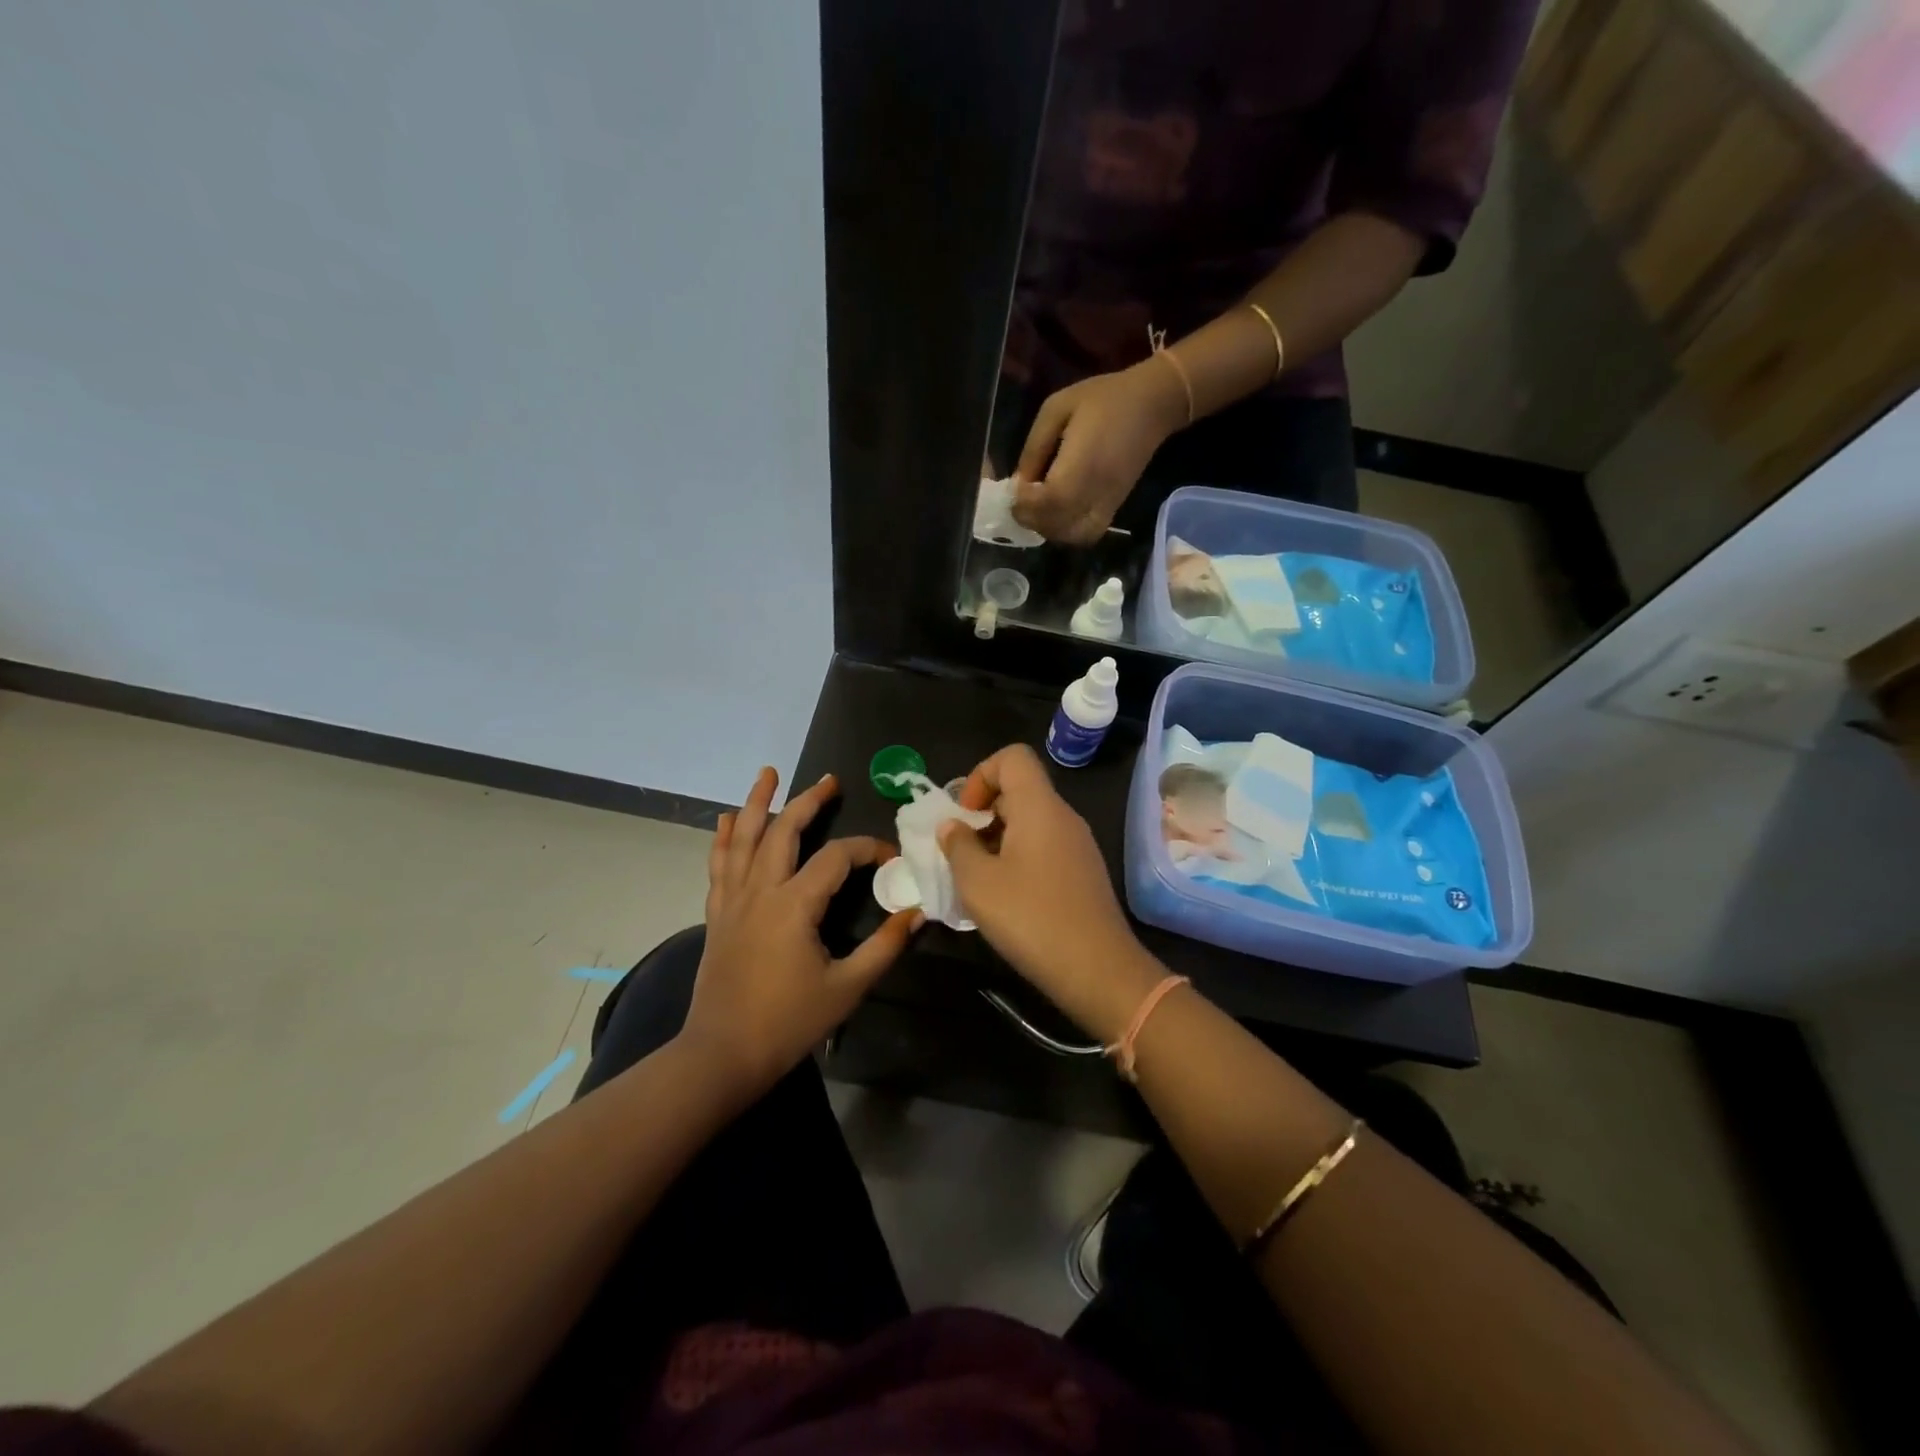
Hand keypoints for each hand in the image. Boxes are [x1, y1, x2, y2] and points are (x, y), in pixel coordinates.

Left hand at [679, 767, 921, 1096]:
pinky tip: (727, 820)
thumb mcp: (847, 987)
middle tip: (829, 781)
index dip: (866, 849)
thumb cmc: (788, 1023)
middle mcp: (761, 891)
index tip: (888, 857)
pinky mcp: (718, 914)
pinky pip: (719, 865)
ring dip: (756, 803)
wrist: (722, 1054)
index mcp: (794, 905)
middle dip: (809, 802)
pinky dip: (724, 838)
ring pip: (744, 839)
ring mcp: (733, 900)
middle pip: (784, 831)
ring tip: (767, 774)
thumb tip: (917, 914)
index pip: (836, 858)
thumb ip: (885, 947)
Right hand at [938, 745, 1160, 1041]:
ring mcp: (1078, 844)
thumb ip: (958, 846)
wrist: (1098, 970)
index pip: (1012, 757)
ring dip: (998, 839)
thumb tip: (953, 826)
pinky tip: (1006, 897)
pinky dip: (1019, 858)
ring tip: (978, 878)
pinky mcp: (1084, 872)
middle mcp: (1063, 816)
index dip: (981, 775)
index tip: (965, 815)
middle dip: (983, 812)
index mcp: (1040, 806)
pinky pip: (1045, 847)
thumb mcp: (978, 883)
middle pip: (1020, 789)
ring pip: (1031, 821)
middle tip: (961, 851)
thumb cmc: (1031, 918)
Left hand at [1011, 360, 1188, 543]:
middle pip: (1057, 524)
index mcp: (1081, 463)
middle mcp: (1095, 490)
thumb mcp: (1057, 408)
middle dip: (1030, 517)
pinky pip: (1088, 534)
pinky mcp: (1114, 507)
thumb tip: (1018, 482)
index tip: (1013, 489)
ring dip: (1048, 528)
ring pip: (1071, 536)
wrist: (1153, 404)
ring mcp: (1108, 503)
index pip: (1049, 501)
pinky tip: (1057, 514)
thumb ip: (1034, 447)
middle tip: (1020, 499)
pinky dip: (1068, 533)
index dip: (1025, 501)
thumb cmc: (1103, 398)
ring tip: (1037, 507)